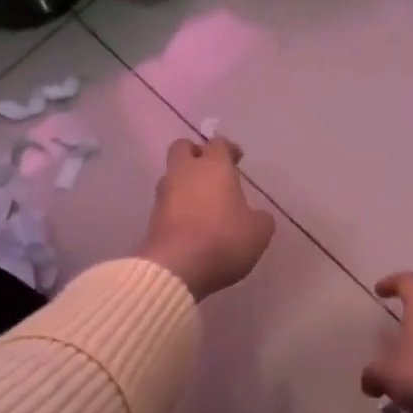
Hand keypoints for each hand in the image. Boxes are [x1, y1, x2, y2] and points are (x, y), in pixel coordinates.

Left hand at [137, 137, 275, 300]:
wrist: (175, 267)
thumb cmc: (223, 240)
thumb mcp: (258, 232)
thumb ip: (260, 219)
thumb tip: (256, 216)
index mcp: (214, 166)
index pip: (219, 144)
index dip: (229, 149)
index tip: (237, 159)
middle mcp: (185, 172)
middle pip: (184, 148)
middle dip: (197, 154)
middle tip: (212, 170)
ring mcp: (164, 193)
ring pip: (172, 174)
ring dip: (185, 181)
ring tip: (201, 200)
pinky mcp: (152, 216)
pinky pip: (166, 201)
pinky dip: (177, 205)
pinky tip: (191, 221)